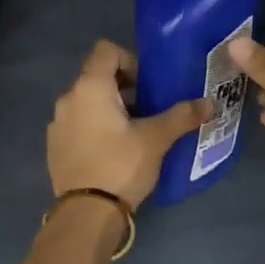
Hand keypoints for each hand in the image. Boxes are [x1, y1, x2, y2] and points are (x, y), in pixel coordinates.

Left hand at [48, 40, 208, 209]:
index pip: (106, 50)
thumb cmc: (121, 165)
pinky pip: (77, 124)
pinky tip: (112, 151)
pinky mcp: (54, 146)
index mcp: (89, 87)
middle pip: (96, 76)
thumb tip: (209, 103)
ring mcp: (57, 123)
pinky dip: (95, 127)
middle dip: (124, 86)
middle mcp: (68, 98)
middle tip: (148, 108)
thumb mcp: (156, 139)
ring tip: (133, 132)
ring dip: (110, 108)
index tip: (147, 84)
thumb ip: (182, 116)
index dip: (130, 60)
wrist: (86, 213)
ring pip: (87, 102)